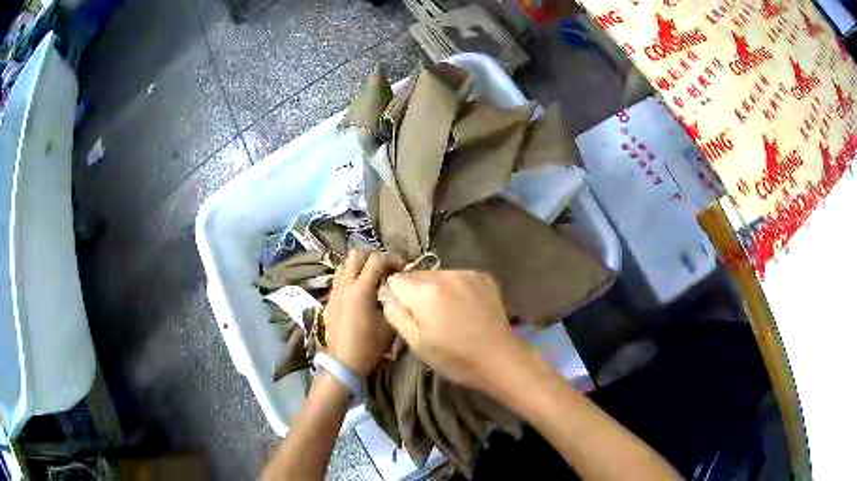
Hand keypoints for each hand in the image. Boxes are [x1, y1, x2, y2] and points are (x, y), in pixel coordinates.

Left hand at [324, 250, 395, 377]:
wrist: (343, 363)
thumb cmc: (369, 346)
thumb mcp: (389, 326)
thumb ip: (393, 302)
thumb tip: (396, 290)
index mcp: (361, 290)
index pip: (376, 260)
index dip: (392, 260)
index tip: (401, 270)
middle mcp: (345, 285)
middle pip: (356, 254)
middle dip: (372, 256)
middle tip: (384, 269)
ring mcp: (335, 291)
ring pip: (344, 264)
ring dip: (358, 265)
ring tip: (370, 277)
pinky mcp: (330, 299)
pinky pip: (339, 278)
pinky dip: (349, 276)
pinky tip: (359, 291)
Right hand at [380, 270, 527, 391]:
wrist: (500, 359)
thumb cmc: (455, 358)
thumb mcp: (416, 344)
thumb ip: (396, 315)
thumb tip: (387, 296)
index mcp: (425, 292)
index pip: (395, 280)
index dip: (395, 296)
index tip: (405, 312)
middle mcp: (445, 275)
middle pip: (416, 275)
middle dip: (415, 292)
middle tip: (427, 316)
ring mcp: (467, 273)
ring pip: (437, 275)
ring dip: (435, 289)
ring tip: (447, 313)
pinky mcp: (483, 276)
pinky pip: (457, 277)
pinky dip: (455, 288)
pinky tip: (464, 308)